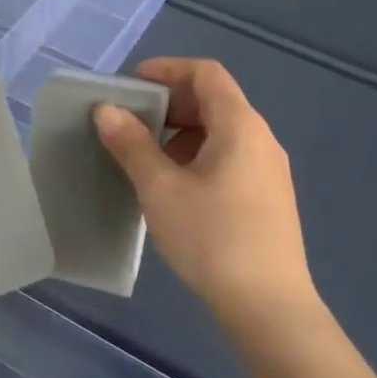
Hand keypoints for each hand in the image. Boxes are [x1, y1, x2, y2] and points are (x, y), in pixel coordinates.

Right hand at [93, 57, 319, 340]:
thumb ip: (132, 144)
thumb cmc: (212, 238)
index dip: (168, 69)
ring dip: (182, 132)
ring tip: (146, 157)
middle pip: (214, 100)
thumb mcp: (161, 189)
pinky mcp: (269, 197)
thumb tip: (106, 110)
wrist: (269, 308)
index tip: (133, 83)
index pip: (206, 73)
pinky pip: (230, 157)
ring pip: (221, 131)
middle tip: (132, 121)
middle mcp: (261, 139)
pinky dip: (198, 155)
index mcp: (240, 126)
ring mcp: (269, 170)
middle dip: (170, 103)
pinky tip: (174, 187)